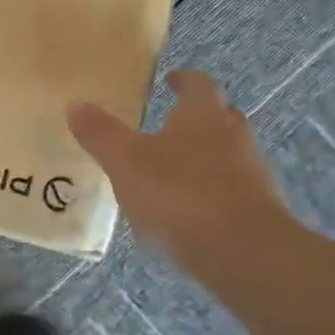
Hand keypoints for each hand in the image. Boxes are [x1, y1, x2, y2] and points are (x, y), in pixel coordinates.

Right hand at [68, 70, 290, 266]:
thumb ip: (101, 133)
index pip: (198, 84)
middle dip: (195, 117)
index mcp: (204, 115)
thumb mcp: (125, 162)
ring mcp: (252, 175)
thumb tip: (76, 103)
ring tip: (169, 169)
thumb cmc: (180, 194)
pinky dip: (208, 191)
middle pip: (219, 117)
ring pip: (226, 154)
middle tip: (168, 121)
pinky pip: (229, 190)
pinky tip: (184, 210)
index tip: (169, 80)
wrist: (245, 255)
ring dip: (202, 156)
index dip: (183, 79)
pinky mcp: (258, 212)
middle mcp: (234, 137)